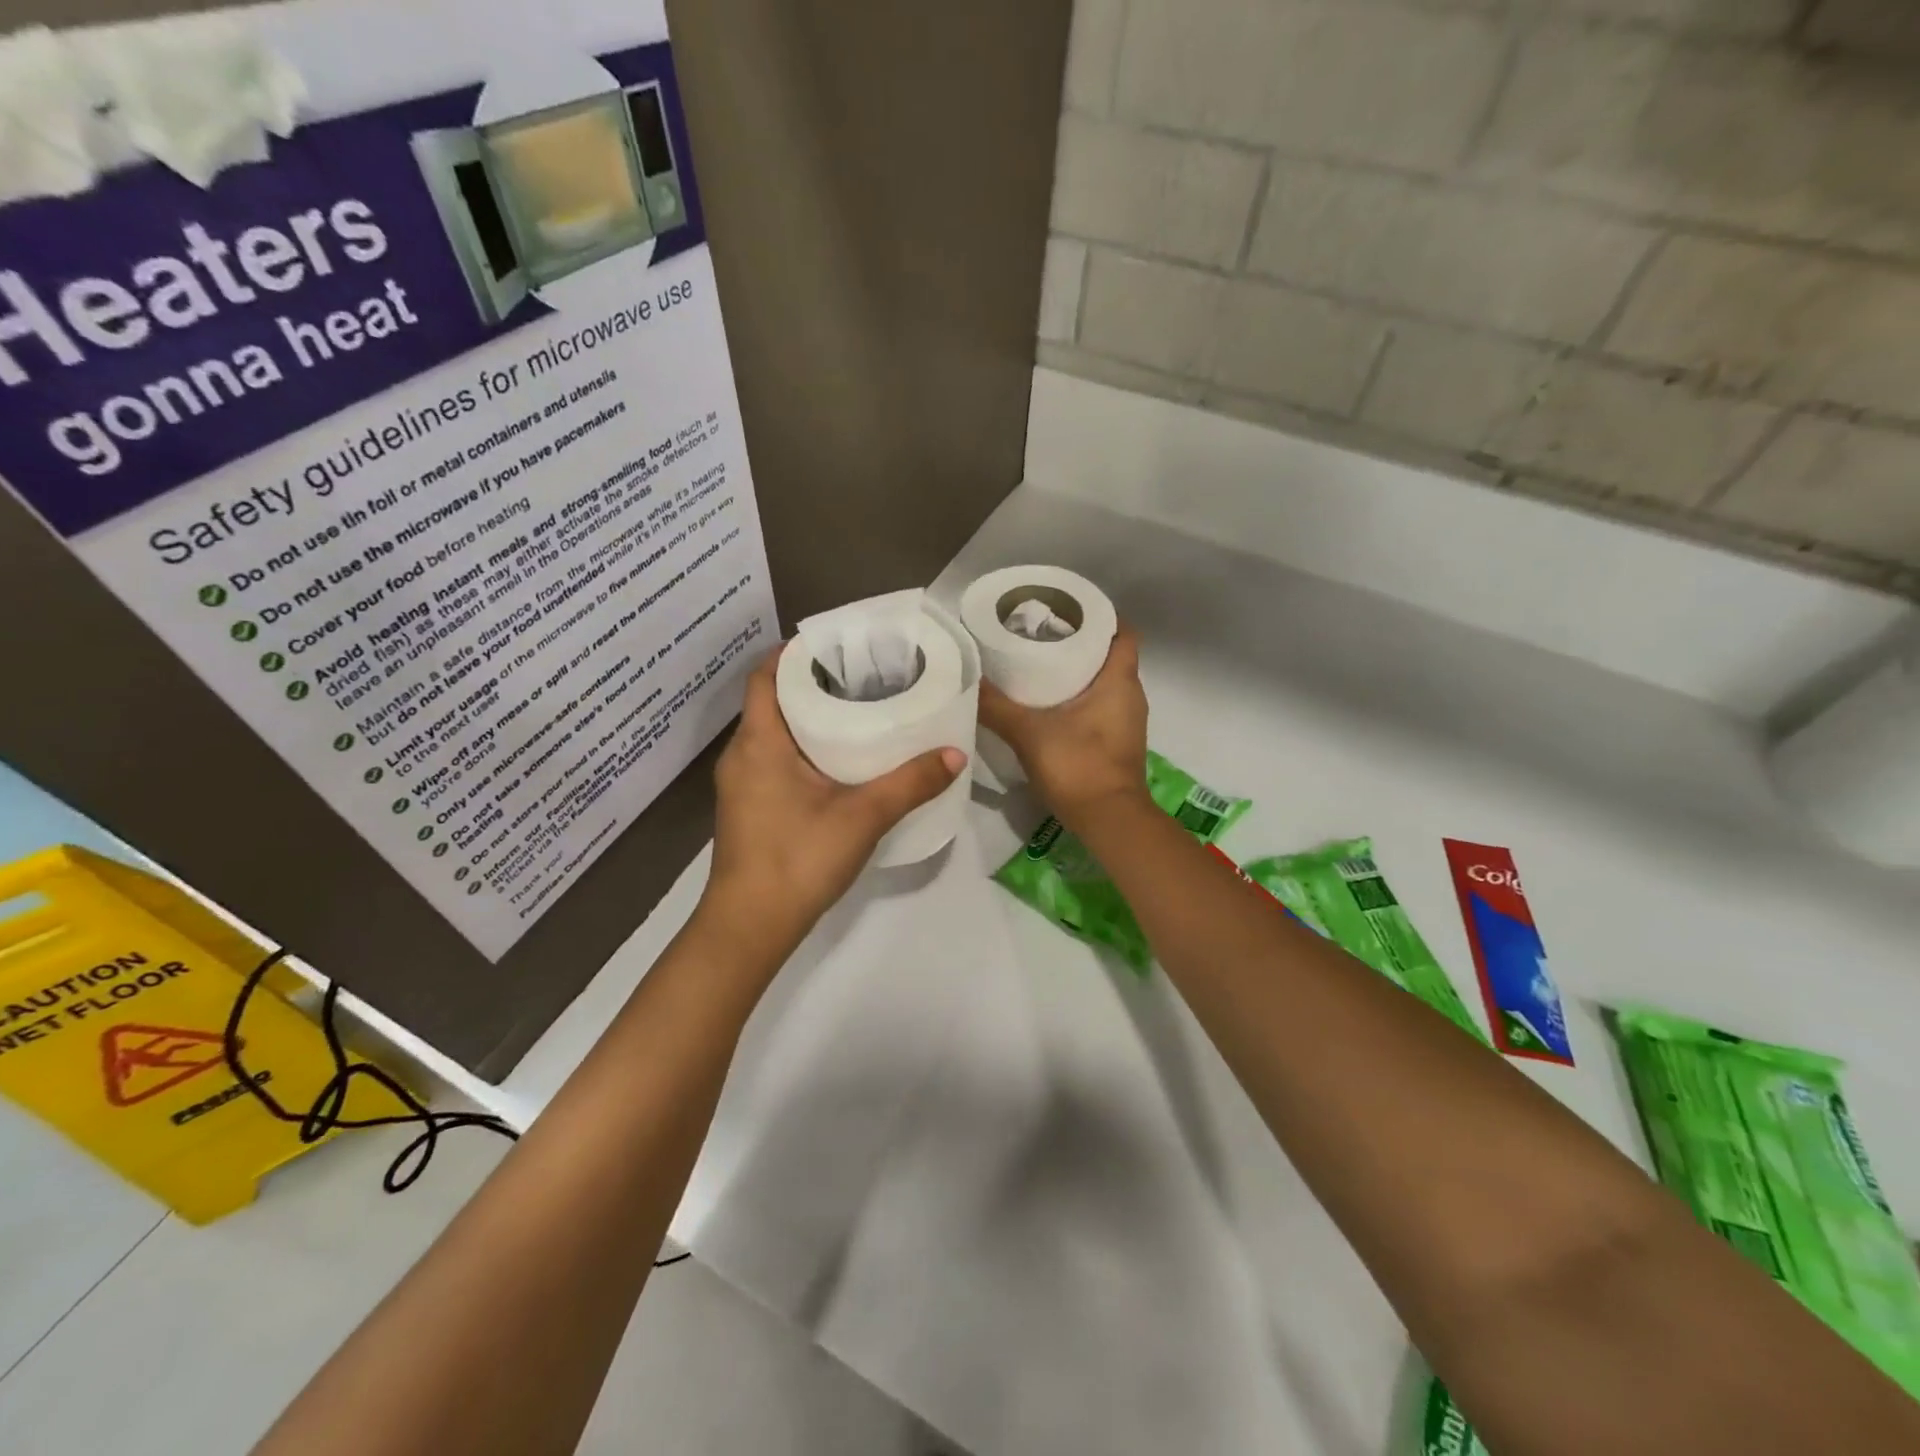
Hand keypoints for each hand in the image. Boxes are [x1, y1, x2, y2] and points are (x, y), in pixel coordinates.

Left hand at [700, 644, 964, 960]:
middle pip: (771, 700)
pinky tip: (839, 761)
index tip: (836, 644)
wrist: (749, 927)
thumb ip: (910, 784)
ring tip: (857, 710)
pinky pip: (773, 759)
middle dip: (811, 683)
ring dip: (807, 717)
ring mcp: (742, 784)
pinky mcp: (749, 808)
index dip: (794, 653)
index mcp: (759, 742)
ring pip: (773, 732)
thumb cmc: (797, 859)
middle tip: (861, 675)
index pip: (764, 676)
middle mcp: (742, 755)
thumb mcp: (862, 817)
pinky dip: (802, 747)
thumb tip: (955, 754)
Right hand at [978, 624, 1148, 828]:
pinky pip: (1100, 708)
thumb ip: (996, 706)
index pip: (1122, 632)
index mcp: (1119, 681)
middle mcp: (1130, 696)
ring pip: (1105, 684)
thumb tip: (965, 678)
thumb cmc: (1078, 766)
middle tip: (1041, 636)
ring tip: (1039, 666)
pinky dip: (1079, 701)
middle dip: (1080, 643)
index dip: (1100, 617)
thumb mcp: (1029, 733)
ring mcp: (1126, 723)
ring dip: (1078, 674)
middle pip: (1110, 656)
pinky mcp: (1117, 744)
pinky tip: (1048, 707)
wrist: (1109, 823)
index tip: (1067, 611)